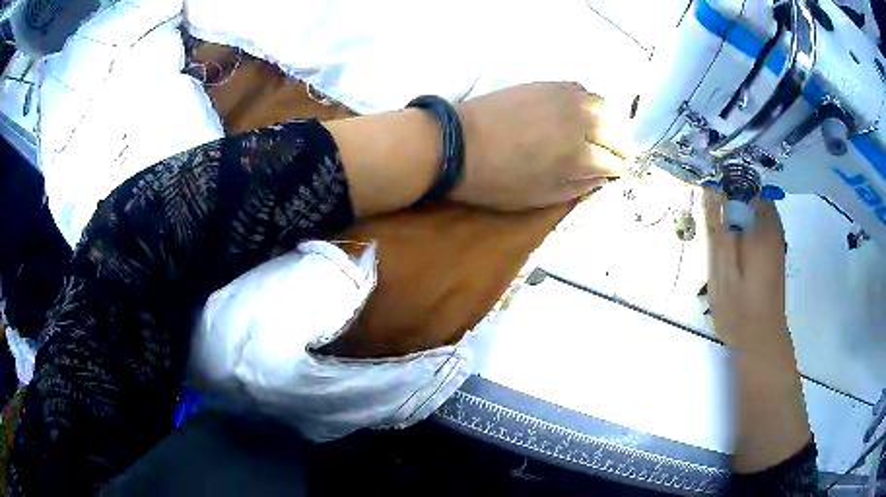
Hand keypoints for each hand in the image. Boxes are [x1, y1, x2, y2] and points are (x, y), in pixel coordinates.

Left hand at [451, 82, 632, 210]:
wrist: (457, 142)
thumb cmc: (497, 179)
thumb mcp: (540, 198)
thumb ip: (577, 188)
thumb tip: (601, 178)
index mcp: (580, 156)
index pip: (615, 162)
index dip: (618, 170)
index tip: (615, 174)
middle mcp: (581, 122)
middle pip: (617, 133)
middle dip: (620, 147)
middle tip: (613, 156)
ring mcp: (565, 99)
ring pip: (604, 107)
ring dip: (607, 122)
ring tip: (598, 133)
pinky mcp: (548, 84)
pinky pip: (581, 90)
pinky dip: (587, 103)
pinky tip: (578, 112)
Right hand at [705, 191, 787, 342]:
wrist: (762, 338)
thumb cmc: (739, 308)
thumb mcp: (721, 270)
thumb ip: (719, 229)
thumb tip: (712, 191)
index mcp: (761, 226)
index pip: (743, 182)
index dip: (724, 180)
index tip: (707, 187)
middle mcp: (773, 224)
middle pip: (751, 191)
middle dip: (731, 192)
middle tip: (711, 209)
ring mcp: (776, 236)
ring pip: (755, 205)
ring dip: (738, 207)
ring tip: (719, 224)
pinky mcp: (775, 247)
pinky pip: (760, 220)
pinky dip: (746, 220)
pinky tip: (734, 240)